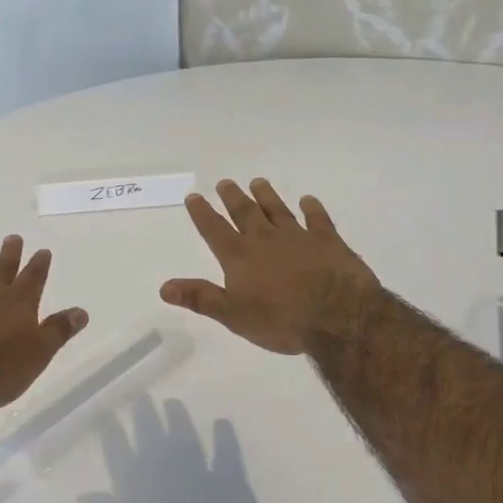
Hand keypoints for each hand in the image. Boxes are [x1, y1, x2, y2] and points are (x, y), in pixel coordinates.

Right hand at [79, 399, 280, 502]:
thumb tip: (85, 496)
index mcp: (136, 493)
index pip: (117, 451)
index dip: (112, 431)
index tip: (108, 415)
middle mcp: (164, 474)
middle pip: (150, 432)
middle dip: (144, 413)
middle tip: (142, 398)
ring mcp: (199, 473)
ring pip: (184, 433)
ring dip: (178, 416)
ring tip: (173, 403)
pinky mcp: (233, 480)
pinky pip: (227, 448)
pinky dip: (223, 434)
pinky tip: (221, 424)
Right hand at [160, 179, 379, 354]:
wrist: (338, 316)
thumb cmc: (281, 321)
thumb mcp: (233, 315)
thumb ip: (201, 298)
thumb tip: (164, 287)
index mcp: (241, 257)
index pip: (215, 230)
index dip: (203, 213)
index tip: (194, 196)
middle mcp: (266, 239)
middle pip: (245, 213)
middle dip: (233, 197)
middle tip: (225, 182)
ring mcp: (299, 237)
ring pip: (278, 210)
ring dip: (266, 196)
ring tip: (258, 182)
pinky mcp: (328, 241)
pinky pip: (318, 219)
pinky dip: (312, 208)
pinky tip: (308, 200)